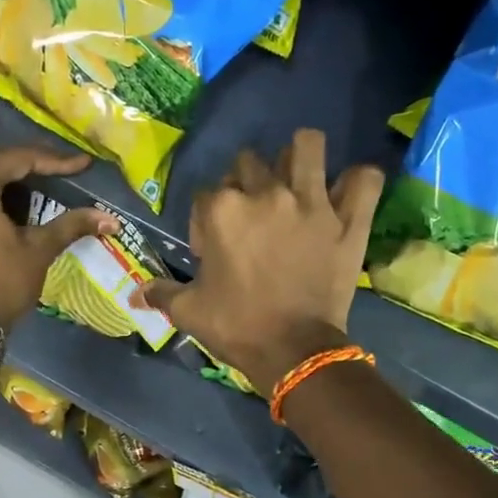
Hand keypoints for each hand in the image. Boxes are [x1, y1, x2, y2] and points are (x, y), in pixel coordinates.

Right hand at [142, 130, 384, 392]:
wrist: (294, 352)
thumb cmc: (237, 327)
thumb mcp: (189, 312)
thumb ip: (161, 294)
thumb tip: (133, 296)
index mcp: (222, 210)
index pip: (205, 194)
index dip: (204, 221)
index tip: (211, 250)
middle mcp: (266, 193)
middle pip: (250, 162)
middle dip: (245, 184)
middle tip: (251, 219)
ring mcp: (312, 202)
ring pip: (306, 146)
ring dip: (298, 158)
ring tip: (296, 183)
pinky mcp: (348, 219)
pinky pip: (363, 179)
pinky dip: (356, 182)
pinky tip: (344, 194)